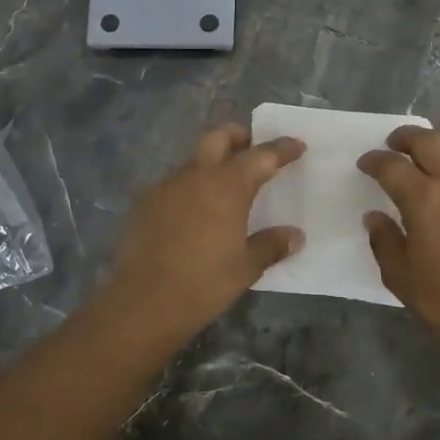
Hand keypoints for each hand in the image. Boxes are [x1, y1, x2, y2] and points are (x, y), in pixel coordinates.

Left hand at [103, 125, 305, 343]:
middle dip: (239, 137)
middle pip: (219, 136)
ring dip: (212, 163)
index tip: (297, 146)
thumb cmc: (204, 283)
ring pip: (194, 160)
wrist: (143, 302)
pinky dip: (190, 188)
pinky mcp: (145, 202)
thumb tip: (295, 236)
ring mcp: (166, 186)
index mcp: (227, 185)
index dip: (282, 148)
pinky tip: (194, 212)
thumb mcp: (246, 267)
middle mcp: (196, 175)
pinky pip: (174, 183)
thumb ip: (271, 245)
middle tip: (253, 151)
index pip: (261, 155)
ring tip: (225, 188)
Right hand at [359, 125, 439, 381]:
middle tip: (395, 145)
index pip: (392, 166)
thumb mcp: (401, 278)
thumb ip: (384, 240)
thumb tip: (376, 217)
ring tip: (434, 156)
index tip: (367, 164)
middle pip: (428, 141)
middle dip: (405, 138)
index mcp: (424, 199)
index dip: (374, 161)